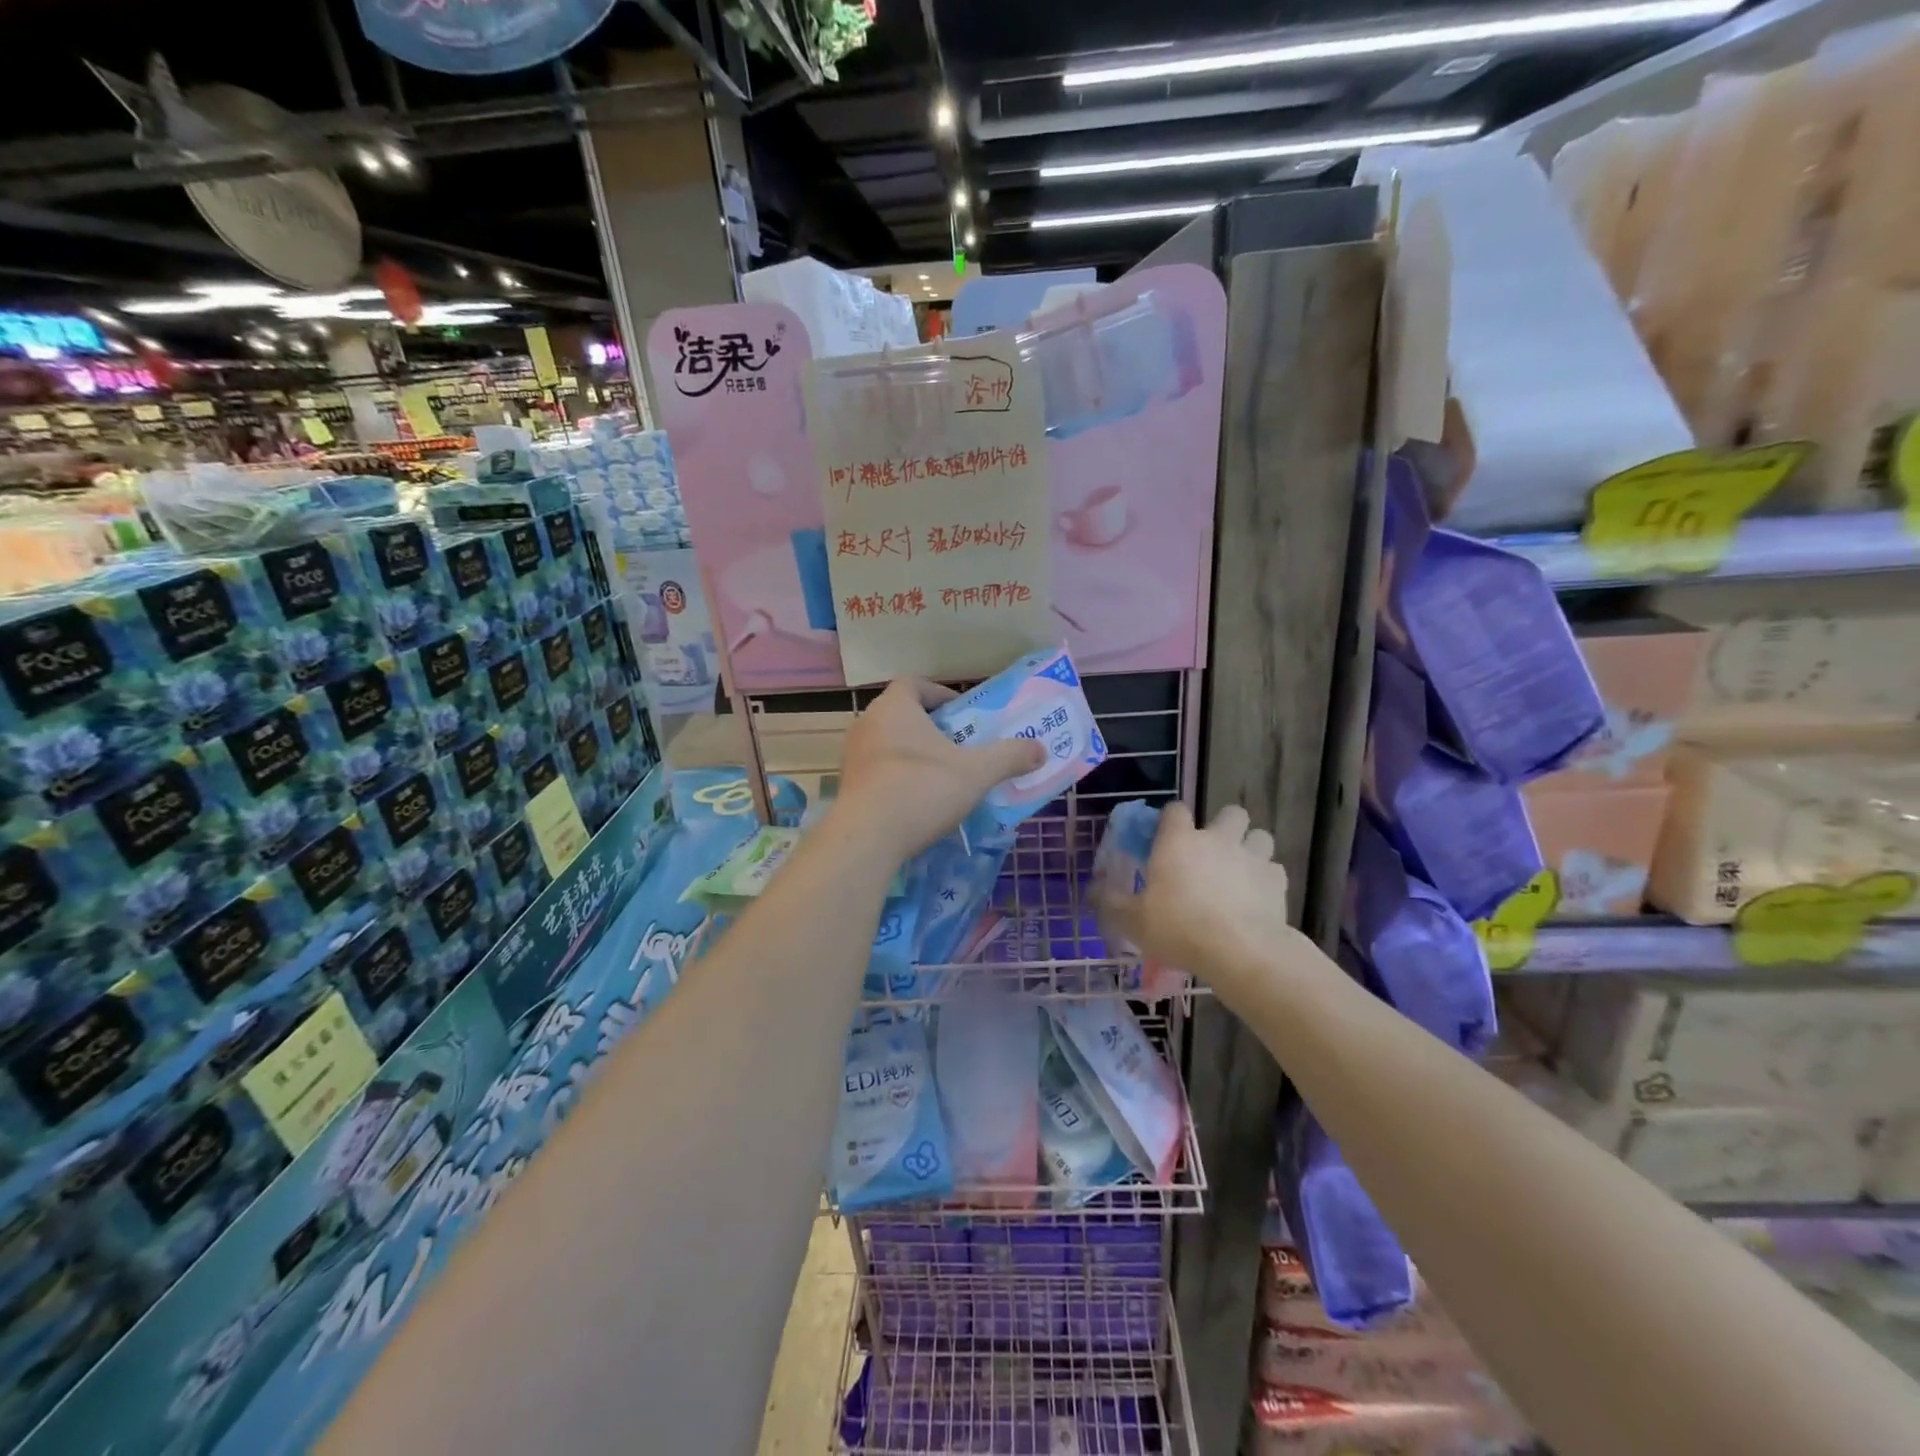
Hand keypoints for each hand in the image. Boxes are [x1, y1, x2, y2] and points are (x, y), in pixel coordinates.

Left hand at [832, 679, 1043, 862]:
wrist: (866, 839)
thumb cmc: (921, 790)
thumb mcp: (976, 773)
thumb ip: (1009, 757)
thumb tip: (1040, 749)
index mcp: (894, 707)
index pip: (915, 684)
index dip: (940, 694)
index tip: (962, 713)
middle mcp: (867, 723)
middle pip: (902, 714)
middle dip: (931, 727)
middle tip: (959, 746)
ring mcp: (853, 755)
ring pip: (889, 743)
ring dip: (914, 753)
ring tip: (942, 775)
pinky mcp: (848, 785)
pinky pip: (878, 770)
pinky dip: (898, 777)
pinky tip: (918, 800)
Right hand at [1097, 803, 1318, 1004]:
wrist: (1238, 950)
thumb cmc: (1178, 928)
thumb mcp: (1132, 921)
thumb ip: (1111, 902)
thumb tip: (1092, 890)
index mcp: (1178, 841)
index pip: (1175, 809)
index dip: (1171, 819)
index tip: (1166, 837)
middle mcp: (1217, 839)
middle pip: (1231, 812)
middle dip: (1225, 826)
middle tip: (1213, 851)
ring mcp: (1251, 857)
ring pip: (1260, 836)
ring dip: (1251, 848)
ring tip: (1240, 871)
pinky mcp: (1277, 881)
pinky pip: (1274, 869)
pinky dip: (1267, 878)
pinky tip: (1258, 897)